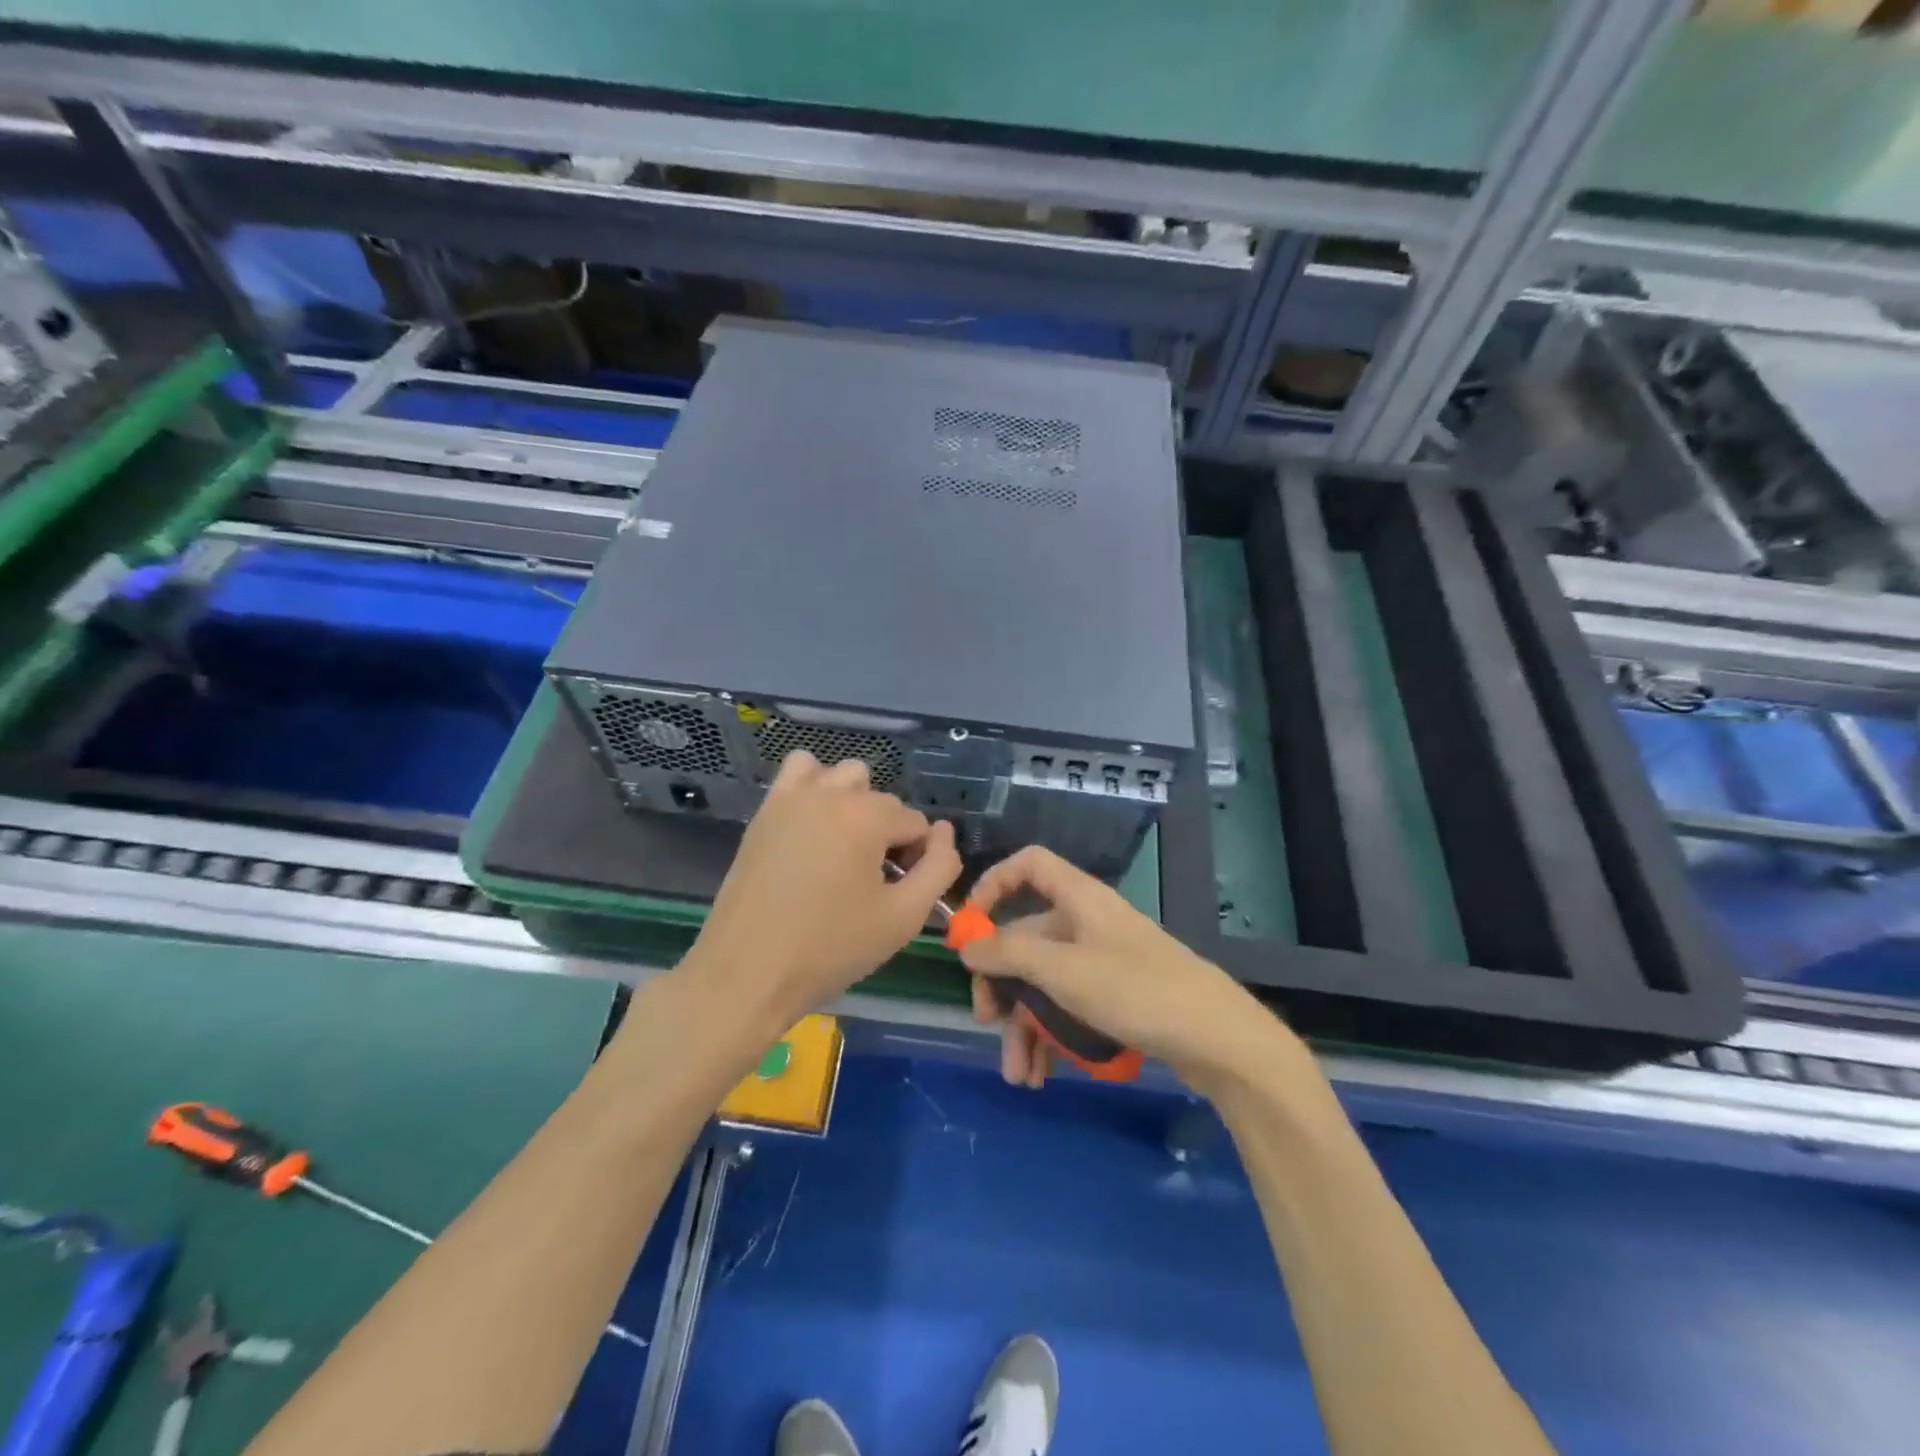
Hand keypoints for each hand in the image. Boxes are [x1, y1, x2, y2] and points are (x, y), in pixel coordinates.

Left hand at [682, 750, 961, 1032]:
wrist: (745, 974)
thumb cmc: (830, 949)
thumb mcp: (903, 918)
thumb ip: (939, 869)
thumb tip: (945, 835)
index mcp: (867, 817)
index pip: (916, 823)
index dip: (918, 860)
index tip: (899, 895)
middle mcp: (831, 793)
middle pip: (882, 800)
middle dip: (888, 834)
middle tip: (873, 882)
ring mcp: (792, 798)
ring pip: (842, 776)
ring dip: (855, 803)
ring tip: (844, 849)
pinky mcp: (765, 811)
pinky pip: (799, 772)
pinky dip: (815, 787)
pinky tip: (814, 828)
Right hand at [960, 846, 1298, 1093]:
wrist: (1219, 1039)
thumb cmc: (1136, 990)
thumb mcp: (1063, 971)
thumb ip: (1010, 954)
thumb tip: (967, 946)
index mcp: (1078, 900)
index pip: (1029, 866)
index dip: (994, 884)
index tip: (969, 926)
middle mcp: (1087, 924)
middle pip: (1027, 938)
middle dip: (1002, 985)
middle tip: (986, 1022)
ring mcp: (1102, 962)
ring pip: (1045, 983)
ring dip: (1024, 1027)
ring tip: (1019, 1076)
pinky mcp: (1116, 997)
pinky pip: (1068, 1008)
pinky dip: (1051, 1037)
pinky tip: (1041, 1075)